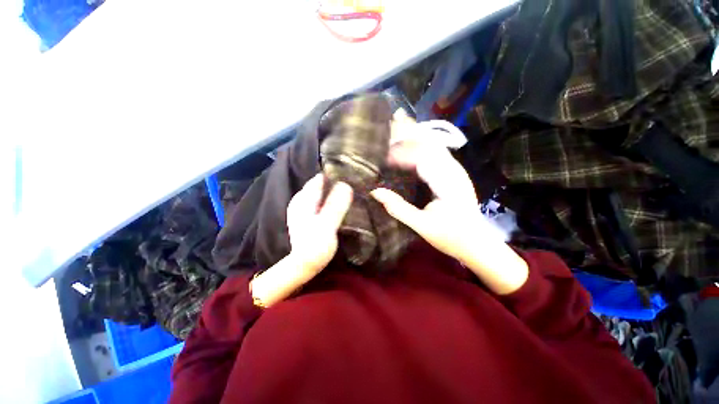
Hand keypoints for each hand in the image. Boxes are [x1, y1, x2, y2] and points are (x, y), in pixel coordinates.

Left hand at [287, 173, 352, 275]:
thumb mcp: (327, 224)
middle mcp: (301, 200)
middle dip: (336, 183)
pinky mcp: (308, 217)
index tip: (352, 175)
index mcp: (304, 199)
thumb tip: (346, 184)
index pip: (320, 178)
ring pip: (321, 193)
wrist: (303, 265)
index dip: (336, 175)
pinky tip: (340, 205)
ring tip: (350, 193)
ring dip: (334, 192)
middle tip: (354, 184)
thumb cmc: (315, 245)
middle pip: (320, 185)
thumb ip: (335, 205)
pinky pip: (321, 202)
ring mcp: (304, 208)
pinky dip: (330, 201)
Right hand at [372, 118, 527, 294]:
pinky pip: (435, 152)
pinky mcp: (451, 173)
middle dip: (410, 131)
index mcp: (447, 182)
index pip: (421, 156)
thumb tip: (375, 192)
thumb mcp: (423, 226)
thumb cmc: (452, 237)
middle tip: (390, 119)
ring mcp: (454, 169)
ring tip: (399, 121)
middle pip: (429, 142)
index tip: (381, 155)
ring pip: (433, 144)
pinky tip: (413, 139)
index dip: (400, 153)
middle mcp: (453, 170)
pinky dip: (421, 143)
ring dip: (416, 133)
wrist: (477, 243)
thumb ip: (398, 208)